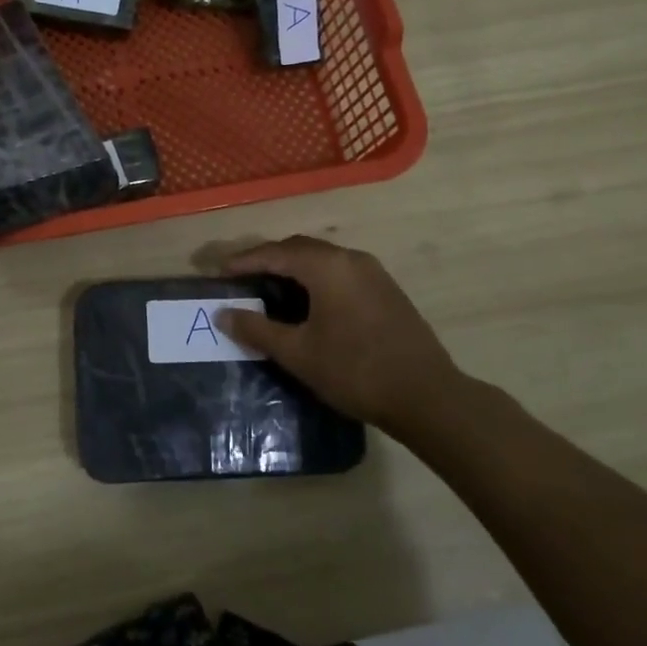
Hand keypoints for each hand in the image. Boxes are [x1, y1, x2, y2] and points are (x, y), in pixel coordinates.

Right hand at [215, 235, 465, 432]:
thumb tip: (223, 313)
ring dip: (293, 269)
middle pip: (298, 249)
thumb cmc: (355, 371)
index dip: (243, 262)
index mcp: (326, 266)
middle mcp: (350, 258)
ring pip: (322, 259)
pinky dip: (316, 278)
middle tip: (242, 280)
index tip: (219, 274)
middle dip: (267, 260)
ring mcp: (372, 272)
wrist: (427, 396)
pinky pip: (340, 271)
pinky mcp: (386, 289)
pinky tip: (308, 303)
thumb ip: (257, 329)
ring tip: (270, 291)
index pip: (274, 253)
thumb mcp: (298, 353)